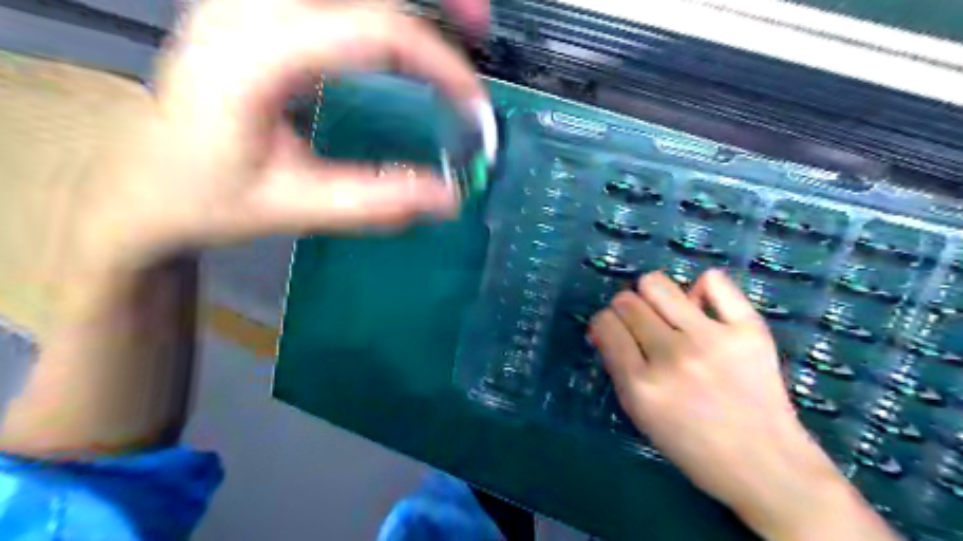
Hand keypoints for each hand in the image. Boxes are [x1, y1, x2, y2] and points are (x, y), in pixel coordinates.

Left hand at [78, 0, 489, 269]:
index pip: (371, 31)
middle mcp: (251, 5)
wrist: (144, 176)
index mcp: (255, 52)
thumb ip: (371, 201)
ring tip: (459, 18)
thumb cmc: (208, 195)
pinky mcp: (263, 9)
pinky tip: (405, 28)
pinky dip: (380, 7)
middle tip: (480, 25)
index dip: (437, 61)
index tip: (472, 104)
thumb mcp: (291, 207)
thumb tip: (448, 199)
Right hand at [590, 272, 890, 540]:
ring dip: (652, 295)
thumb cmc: (693, 446)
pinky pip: (714, 280)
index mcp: (642, 385)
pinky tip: (703, 307)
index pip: (605, 323)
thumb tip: (603, 326)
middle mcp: (673, 356)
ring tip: (666, 312)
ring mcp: (712, 339)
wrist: (766, 464)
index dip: (605, 324)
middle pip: (627, 301)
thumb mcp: (640, 414)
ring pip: (657, 284)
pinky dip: (702, 288)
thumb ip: (617, 367)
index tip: (615, 332)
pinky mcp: (749, 329)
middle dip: (625, 310)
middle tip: (642, 327)